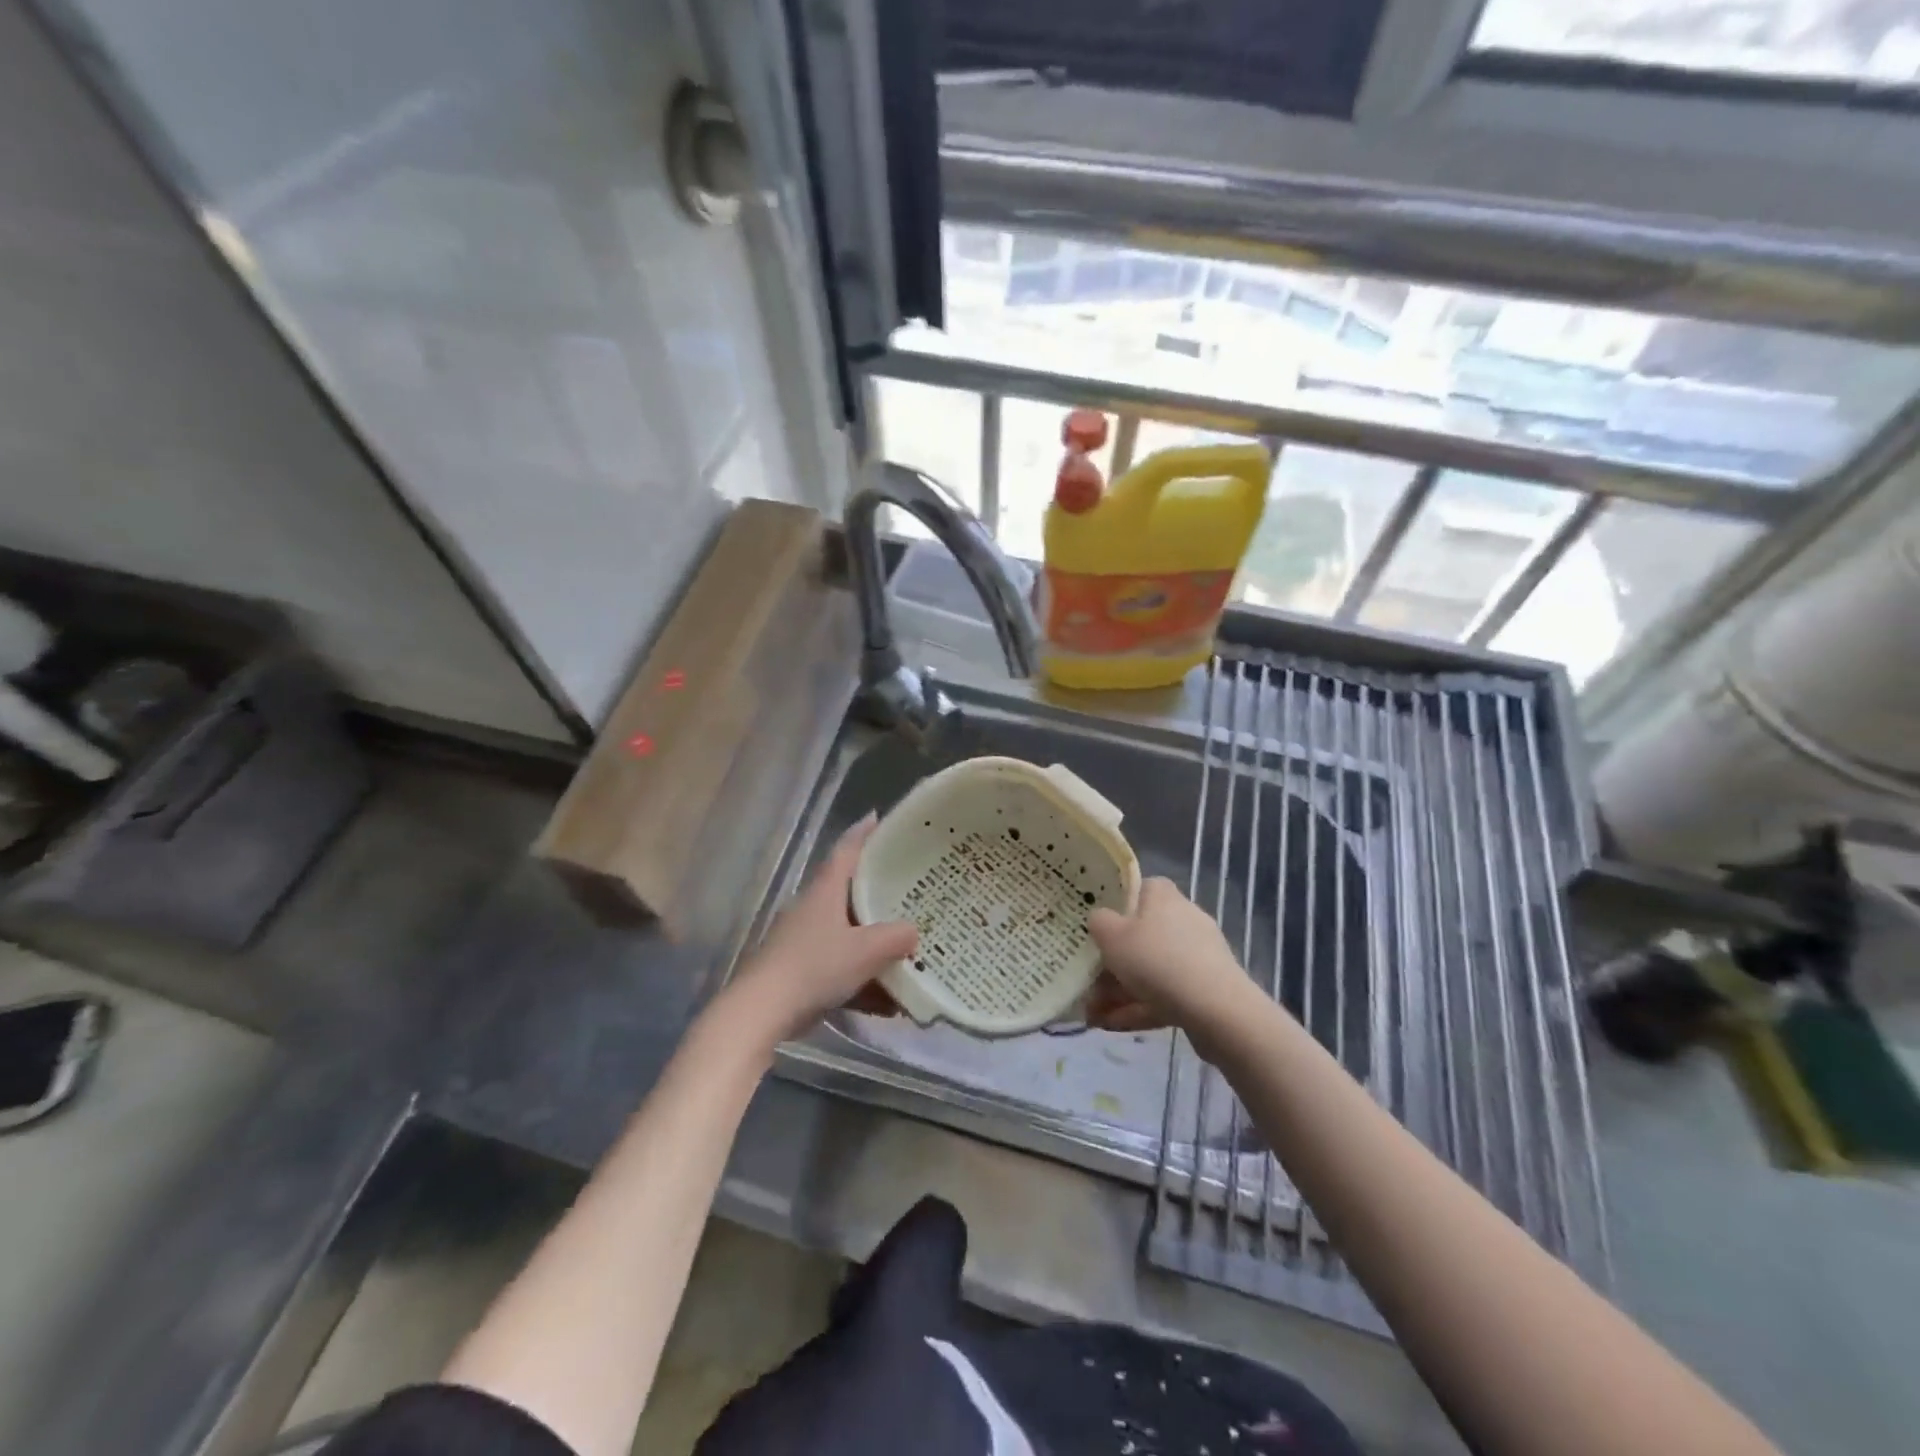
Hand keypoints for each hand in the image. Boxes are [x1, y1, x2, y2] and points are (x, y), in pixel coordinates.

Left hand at [723, 814, 918, 1046]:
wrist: (762, 1011)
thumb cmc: (815, 966)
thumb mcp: (866, 950)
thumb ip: (897, 937)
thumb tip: (914, 932)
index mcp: (825, 891)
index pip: (846, 851)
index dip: (863, 833)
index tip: (879, 817)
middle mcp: (812, 909)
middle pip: (849, 893)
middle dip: (878, 893)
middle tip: (910, 890)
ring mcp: (803, 941)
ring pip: (847, 935)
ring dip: (875, 947)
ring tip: (910, 956)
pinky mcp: (800, 972)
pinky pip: (840, 969)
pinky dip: (863, 981)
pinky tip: (889, 1004)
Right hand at [1088, 878, 1249, 1040]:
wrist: (1215, 1008)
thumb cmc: (1155, 959)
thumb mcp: (1111, 935)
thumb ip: (1098, 922)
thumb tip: (1099, 919)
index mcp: (1162, 895)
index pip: (1135, 890)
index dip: (1111, 907)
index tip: (1092, 927)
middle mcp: (1182, 918)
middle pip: (1139, 935)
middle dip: (1110, 963)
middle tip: (1086, 984)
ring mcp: (1197, 954)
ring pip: (1150, 969)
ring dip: (1120, 991)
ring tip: (1093, 1015)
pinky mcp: (1205, 987)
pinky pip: (1165, 993)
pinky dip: (1140, 1006)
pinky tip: (1113, 1026)